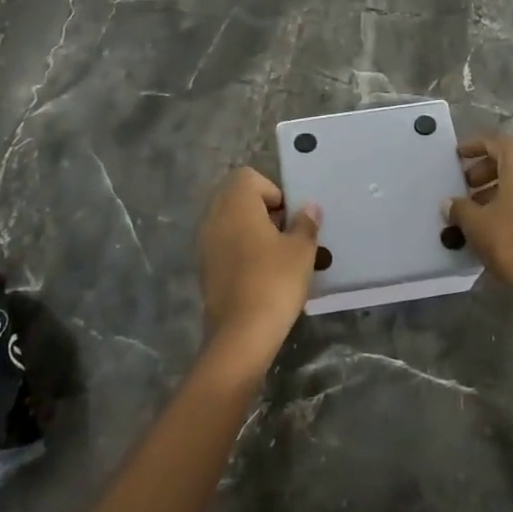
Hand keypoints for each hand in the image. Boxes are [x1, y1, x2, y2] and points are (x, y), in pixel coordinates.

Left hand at [196, 168, 320, 367]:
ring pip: (230, 222)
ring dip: (252, 230)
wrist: (241, 334)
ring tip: (276, 254)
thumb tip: (308, 207)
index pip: (249, 177)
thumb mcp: (301, 250)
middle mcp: (214, 217)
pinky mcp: (204, 268)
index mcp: (236, 204)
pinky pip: (224, 245)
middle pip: (237, 197)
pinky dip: (241, 250)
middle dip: (262, 209)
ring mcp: (205, 244)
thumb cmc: (274, 281)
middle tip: (286, 233)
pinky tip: (261, 273)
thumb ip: (305, 223)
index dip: (272, 190)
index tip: (288, 216)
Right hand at [445, 135, 512, 301]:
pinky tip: (499, 224)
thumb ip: (459, 208)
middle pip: (510, 159)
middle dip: (485, 171)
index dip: (472, 147)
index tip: (456, 158)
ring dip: (499, 188)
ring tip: (478, 210)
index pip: (494, 142)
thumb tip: (449, 203)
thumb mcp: (476, 224)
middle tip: (465, 189)